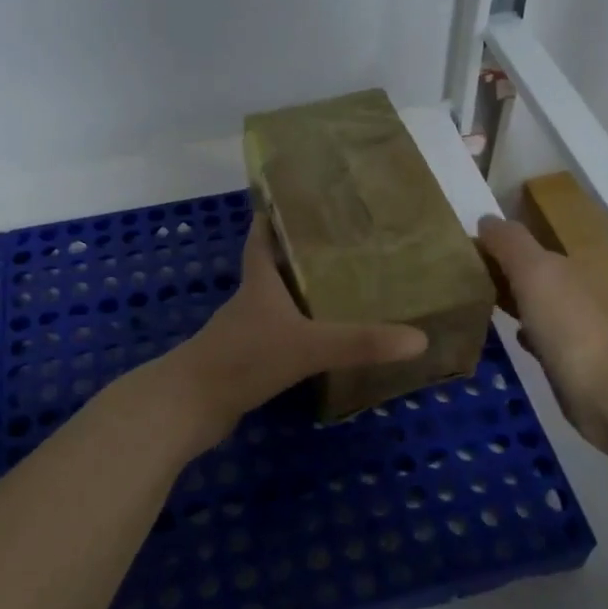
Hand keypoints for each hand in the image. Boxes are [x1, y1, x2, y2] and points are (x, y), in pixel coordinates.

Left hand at [172, 216, 427, 442]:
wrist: (188, 407)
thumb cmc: (244, 359)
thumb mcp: (308, 346)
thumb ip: (361, 343)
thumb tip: (419, 338)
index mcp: (258, 285)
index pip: (261, 240)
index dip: (271, 219)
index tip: (292, 201)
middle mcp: (248, 304)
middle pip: (271, 271)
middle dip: (299, 258)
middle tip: (340, 250)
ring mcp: (242, 335)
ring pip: (273, 308)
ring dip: (299, 299)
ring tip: (338, 293)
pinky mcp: (242, 364)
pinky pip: (274, 341)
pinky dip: (294, 336)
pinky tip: (318, 345)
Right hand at [476, 216, 607, 458]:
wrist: (605, 389)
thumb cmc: (565, 323)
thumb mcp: (534, 270)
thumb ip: (510, 243)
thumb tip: (486, 219)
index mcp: (561, 267)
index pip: (521, 249)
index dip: (491, 248)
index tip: (455, 254)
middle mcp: (568, 293)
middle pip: (528, 276)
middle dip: (499, 273)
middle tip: (456, 280)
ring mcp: (569, 329)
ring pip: (532, 306)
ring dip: (510, 301)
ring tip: (473, 305)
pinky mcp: (566, 362)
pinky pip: (538, 338)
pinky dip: (523, 332)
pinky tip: (507, 338)